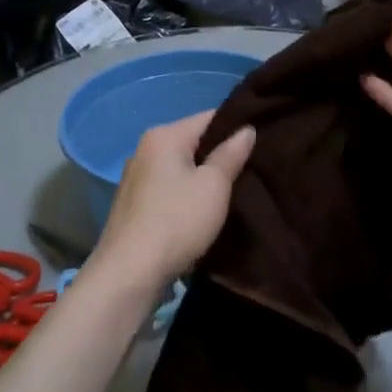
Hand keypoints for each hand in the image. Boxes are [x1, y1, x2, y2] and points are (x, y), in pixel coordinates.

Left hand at [90, 111, 255, 293]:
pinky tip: (204, 211)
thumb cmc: (176, 222)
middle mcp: (145, 149)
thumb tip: (246, 129)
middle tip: (253, 169)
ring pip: (182, 167)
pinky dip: (188, 194)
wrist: (129, 274)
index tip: (263, 141)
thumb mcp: (213, 186)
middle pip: (194, 142)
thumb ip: (231, 154)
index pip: (209, 117)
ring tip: (234, 191)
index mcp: (164, 136)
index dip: (237, 127)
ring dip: (204, 177)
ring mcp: (136, 178)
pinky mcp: (135, 204)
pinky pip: (170, 188)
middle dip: (221, 154)